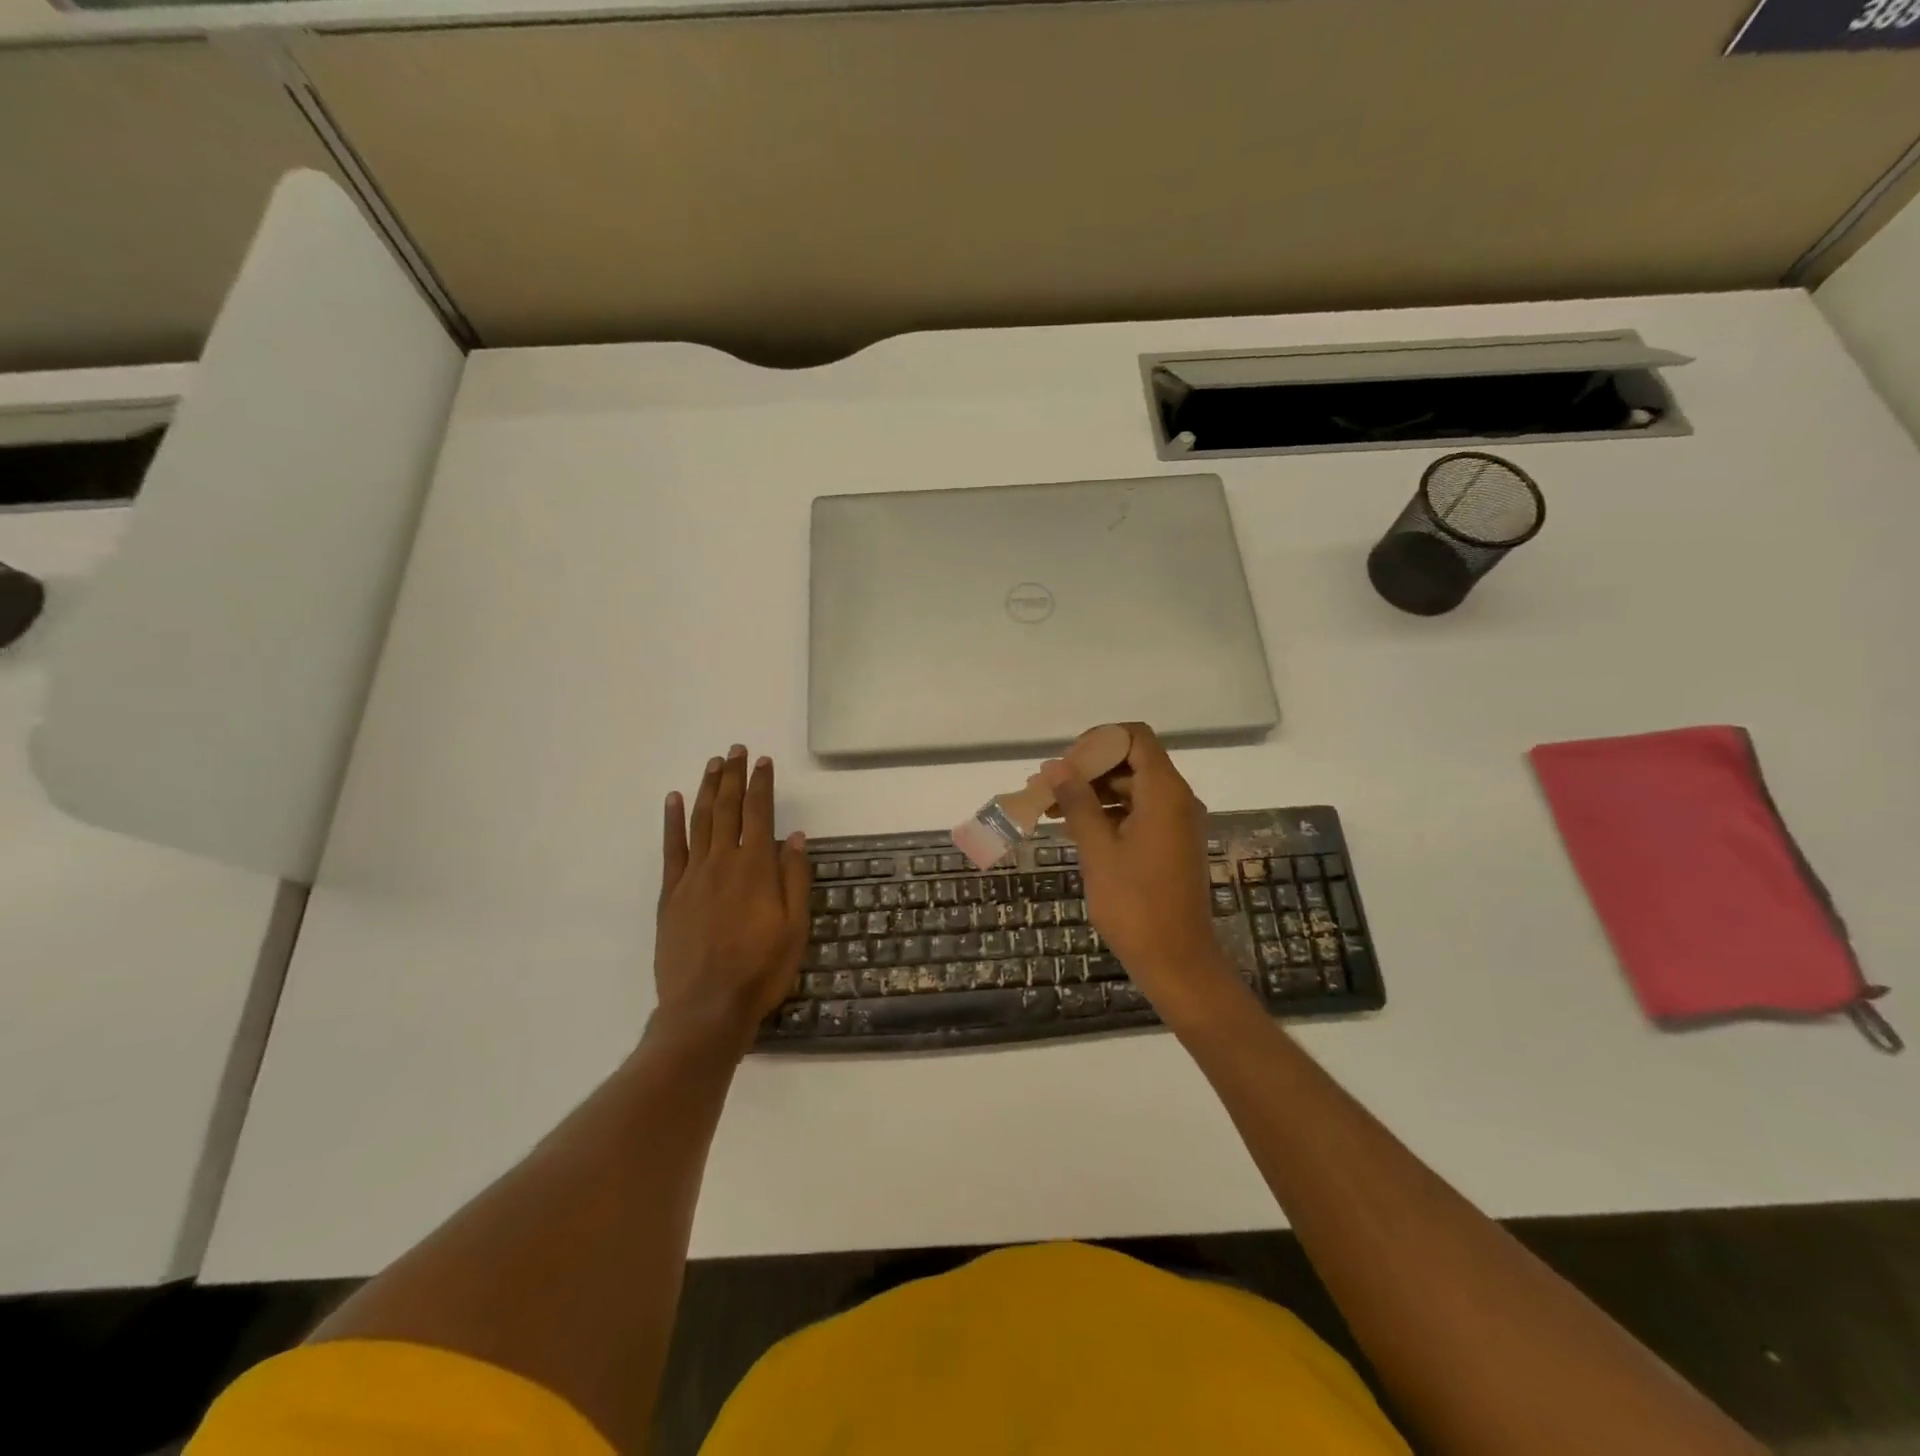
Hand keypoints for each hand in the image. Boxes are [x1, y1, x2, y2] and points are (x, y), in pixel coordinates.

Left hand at [653, 745, 810, 1051]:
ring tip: (713, 764)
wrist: (706, 1008)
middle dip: (733, 777)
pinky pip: (671, 850)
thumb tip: (793, 837)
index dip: (761, 785)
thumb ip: (794, 878)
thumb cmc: (761, 970)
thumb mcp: (795, 927)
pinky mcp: (670, 896)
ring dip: (706, 789)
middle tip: (735, 750)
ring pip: (699, 822)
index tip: (762, 761)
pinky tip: (672, 800)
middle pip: (727, 809)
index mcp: (756, 869)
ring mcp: (692, 877)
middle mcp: (722, 863)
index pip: (759, 814)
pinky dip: (671, 822)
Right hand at [1042, 724, 1249, 1027]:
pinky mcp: (1169, 844)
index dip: (1098, 740)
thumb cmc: (1135, 904)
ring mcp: (1174, 823)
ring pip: (1130, 788)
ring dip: (1092, 792)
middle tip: (1047, 786)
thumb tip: (1055, 767)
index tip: (1065, 763)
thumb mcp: (1098, 849)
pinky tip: (1072, 827)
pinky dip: (1106, 813)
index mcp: (1165, 792)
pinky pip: (1136, 812)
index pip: (1135, 737)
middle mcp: (1176, 799)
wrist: (1176, 960)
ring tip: (1049, 807)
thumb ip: (1078, 802)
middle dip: (1088, 768)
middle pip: (1131, 761)